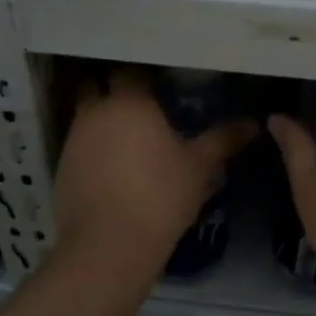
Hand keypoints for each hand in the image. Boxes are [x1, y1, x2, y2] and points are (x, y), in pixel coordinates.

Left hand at [54, 71, 256, 271]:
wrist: (109, 245)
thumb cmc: (160, 196)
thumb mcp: (200, 167)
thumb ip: (224, 139)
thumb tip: (254, 124)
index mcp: (130, 101)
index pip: (129, 69)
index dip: (143, 75)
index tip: (160, 85)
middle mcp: (96, 111)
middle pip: (98, 86)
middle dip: (114, 90)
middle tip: (140, 106)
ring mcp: (73, 139)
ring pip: (86, 115)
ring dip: (102, 120)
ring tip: (127, 138)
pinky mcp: (61, 166)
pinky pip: (78, 145)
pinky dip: (92, 148)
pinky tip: (111, 168)